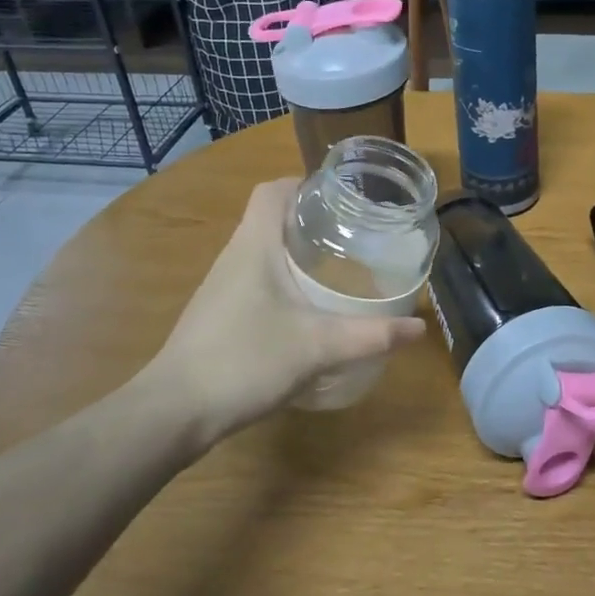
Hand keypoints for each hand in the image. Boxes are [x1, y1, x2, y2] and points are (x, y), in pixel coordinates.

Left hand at [148, 178, 425, 443]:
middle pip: (271, 217)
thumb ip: (370, 336)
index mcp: (254, 245)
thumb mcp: (317, 347)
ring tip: (338, 266)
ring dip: (297, 251)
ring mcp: (222, 286)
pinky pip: (255, 279)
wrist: (175, 410)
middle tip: (353, 234)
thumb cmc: (244, 360)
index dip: (304, 184)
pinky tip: (308, 307)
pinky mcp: (219, 313)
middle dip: (311, 220)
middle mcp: (234, 256)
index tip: (341, 199)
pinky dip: (283, 280)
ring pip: (263, 250)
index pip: (272, 191)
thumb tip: (419, 327)